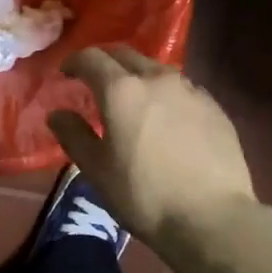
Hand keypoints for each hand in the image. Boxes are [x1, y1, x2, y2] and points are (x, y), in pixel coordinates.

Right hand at [48, 46, 257, 249]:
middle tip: (95, 82)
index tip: (66, 73)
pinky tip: (166, 119)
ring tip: (133, 101)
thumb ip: (74, 135)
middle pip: (126, 55)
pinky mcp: (214, 107)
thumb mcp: (97, 170)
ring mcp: (190, 90)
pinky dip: (165, 95)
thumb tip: (57, 113)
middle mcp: (157, 79)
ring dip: (138, 77)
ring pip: (157, 70)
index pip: (91, 58)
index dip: (74, 61)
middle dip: (106, 63)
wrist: (212, 217)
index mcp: (122, 91)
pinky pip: (182, 89)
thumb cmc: (144, 195)